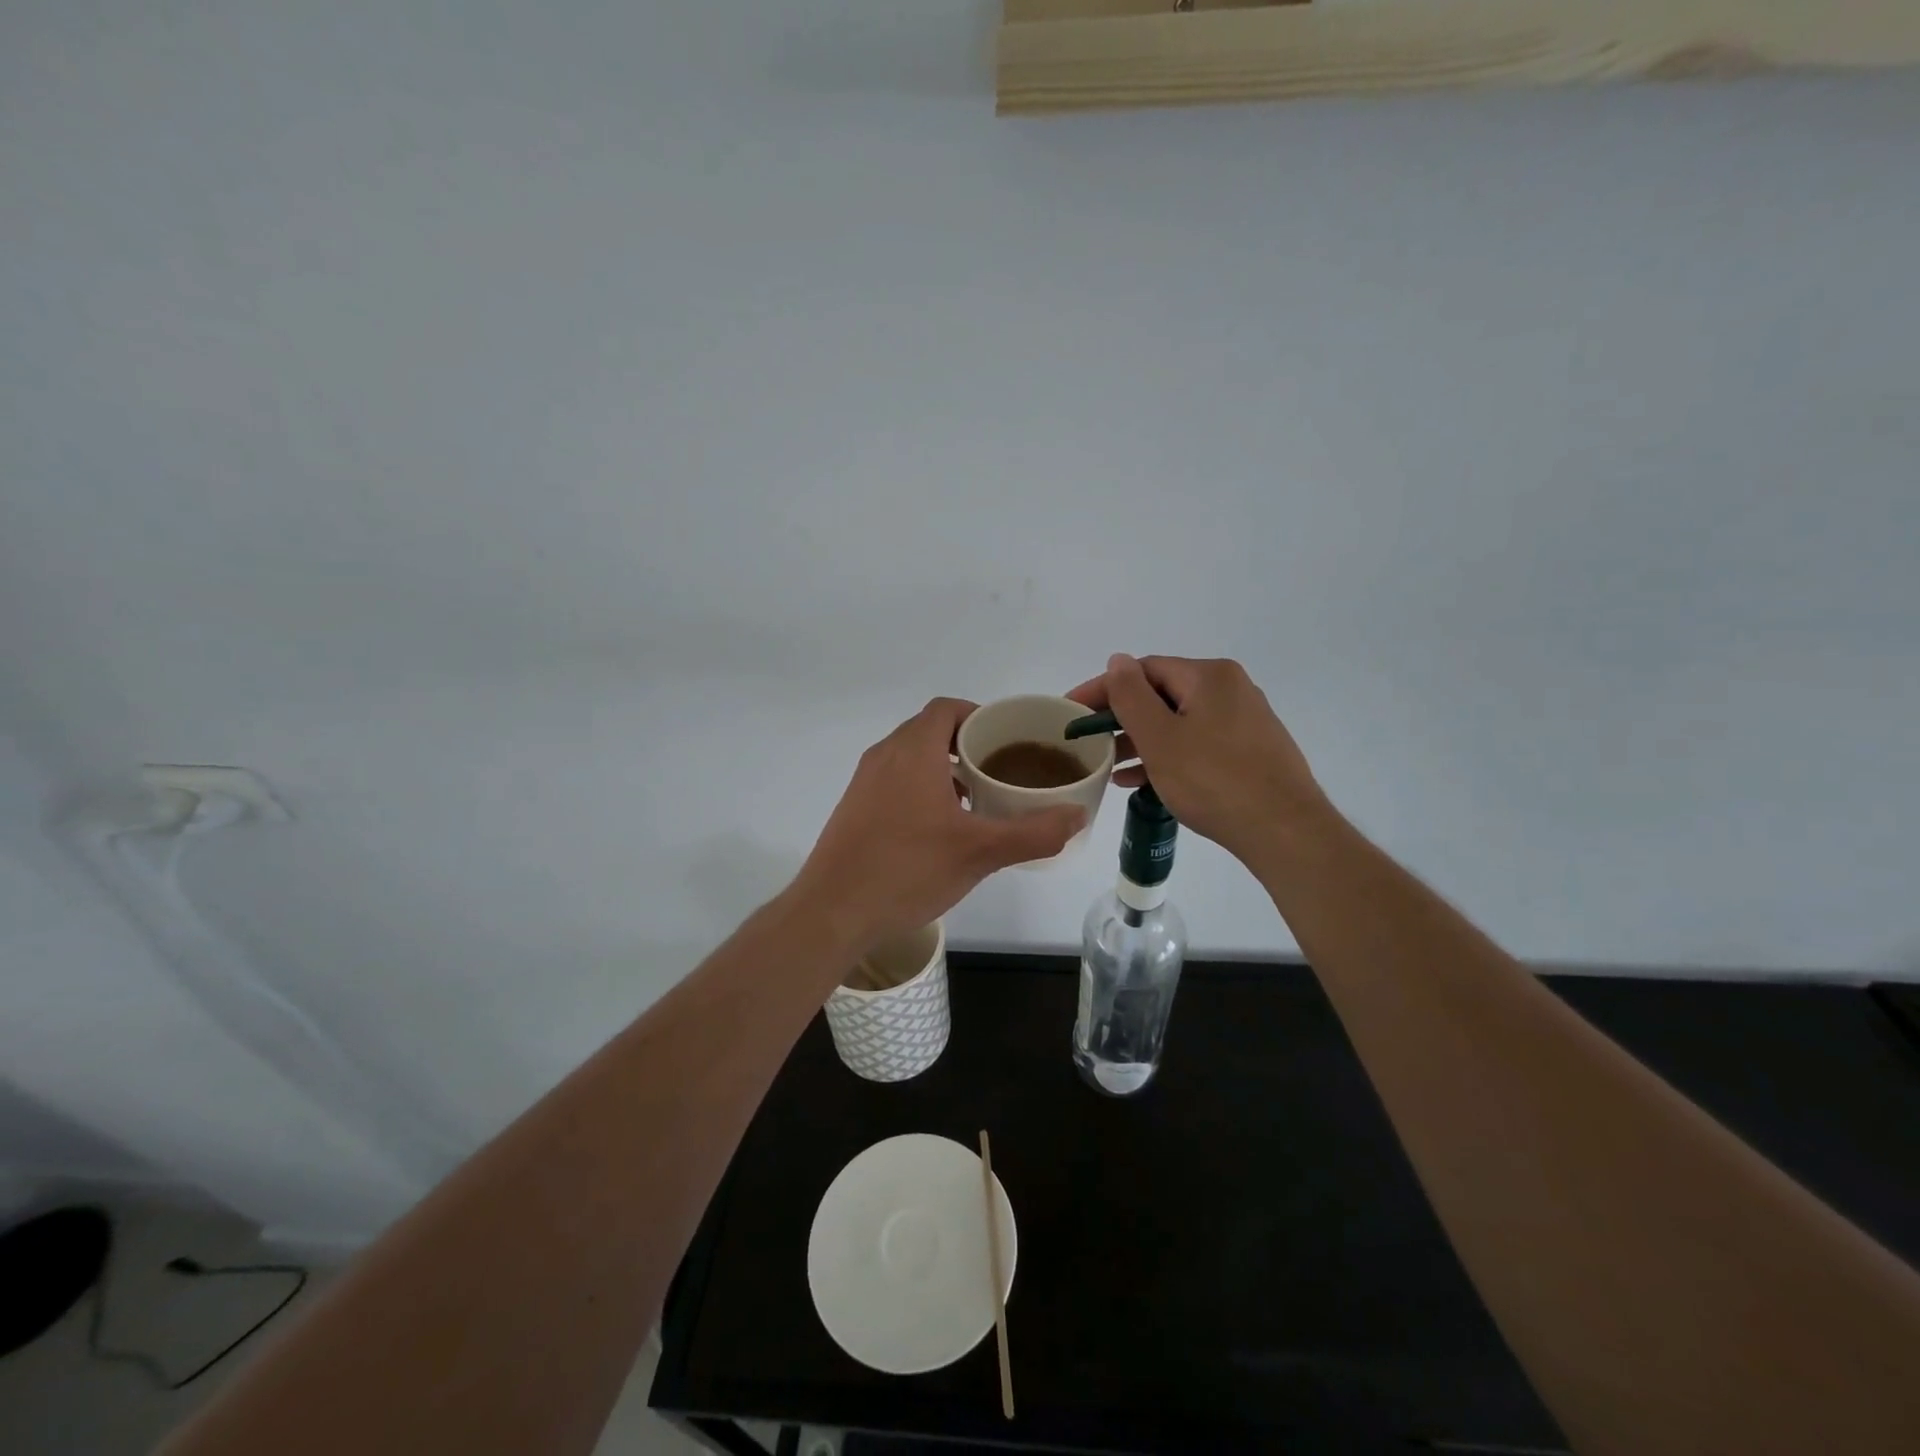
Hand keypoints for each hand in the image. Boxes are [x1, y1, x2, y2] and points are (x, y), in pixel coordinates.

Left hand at [792, 698, 1083, 954]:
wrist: (831, 912)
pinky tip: (938, 828)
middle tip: (1000, 770)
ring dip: (943, 767)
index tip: (1006, 740)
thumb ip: (1033, 832)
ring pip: (910, 756)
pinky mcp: (854, 807)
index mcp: (913, 751)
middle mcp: (884, 755)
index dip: (979, 716)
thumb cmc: (907, 870)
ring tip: (975, 799)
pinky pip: (894, 780)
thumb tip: (1077, 815)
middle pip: (930, 730)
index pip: (947, 709)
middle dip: (967, 744)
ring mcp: (864, 781)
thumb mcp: (980, 852)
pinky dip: (920, 787)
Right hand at [1067, 654, 1328, 864]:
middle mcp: (1231, 689)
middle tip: (1091, 742)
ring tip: (1112, 767)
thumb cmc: (1213, 780)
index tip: (1072, 711)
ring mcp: (1245, 721)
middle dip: (1122, 718)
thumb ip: (1131, 696)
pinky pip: (1198, 743)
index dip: (1103, 688)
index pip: (1143, 670)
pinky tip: (1145, 781)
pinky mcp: (1251, 751)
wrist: (1284, 831)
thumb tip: (1118, 660)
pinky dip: (1169, 756)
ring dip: (1142, 741)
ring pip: (1179, 722)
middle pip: (1162, 695)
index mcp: (1209, 676)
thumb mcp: (1160, 738)